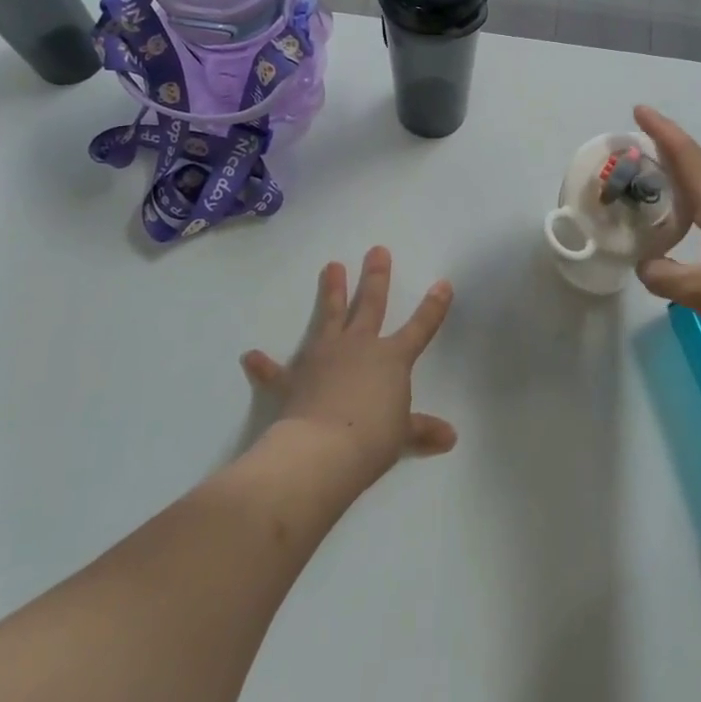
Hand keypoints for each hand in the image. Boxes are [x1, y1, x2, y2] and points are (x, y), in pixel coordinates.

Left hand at [241, 247, 456, 483]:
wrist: (322, 451)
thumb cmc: (372, 440)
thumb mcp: (402, 436)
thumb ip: (422, 430)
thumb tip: (450, 437)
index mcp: (391, 359)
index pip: (420, 328)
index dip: (433, 307)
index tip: (443, 284)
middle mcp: (359, 347)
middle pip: (371, 305)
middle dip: (376, 277)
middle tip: (376, 250)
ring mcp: (324, 357)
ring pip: (330, 317)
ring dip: (331, 292)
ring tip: (332, 266)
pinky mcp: (294, 379)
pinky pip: (276, 372)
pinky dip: (264, 365)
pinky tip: (250, 356)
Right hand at [633, 105, 700, 373]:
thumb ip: (665, 276)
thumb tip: (644, 265)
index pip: (687, 157)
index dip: (662, 132)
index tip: (640, 109)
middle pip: (699, 167)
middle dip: (669, 150)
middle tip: (637, 145)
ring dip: (683, 179)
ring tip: (655, 182)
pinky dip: (695, 207)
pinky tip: (687, 225)